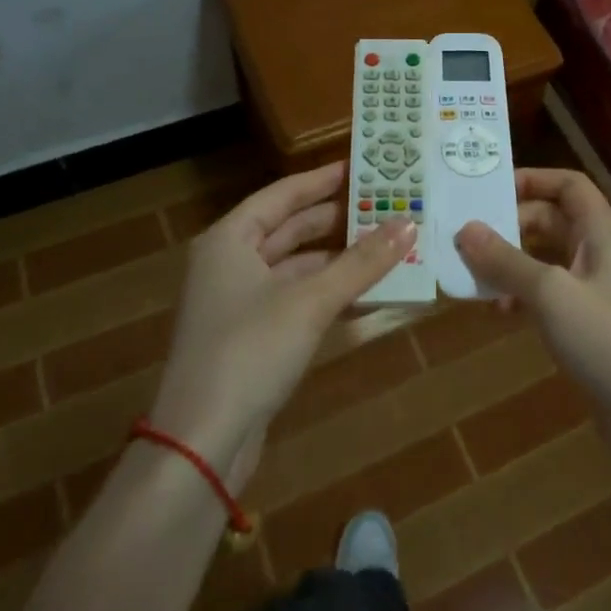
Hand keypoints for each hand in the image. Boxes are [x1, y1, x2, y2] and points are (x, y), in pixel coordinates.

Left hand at [149, 161, 414, 488]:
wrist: (202, 442)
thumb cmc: (250, 351)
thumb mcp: (310, 301)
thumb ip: (361, 262)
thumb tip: (408, 224)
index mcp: (230, 240)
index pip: (282, 195)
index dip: (321, 180)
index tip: (360, 167)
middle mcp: (229, 264)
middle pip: (288, 229)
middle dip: (336, 220)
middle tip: (384, 205)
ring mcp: (238, 303)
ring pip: (295, 267)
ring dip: (337, 259)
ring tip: (386, 246)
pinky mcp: (251, 337)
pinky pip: (296, 299)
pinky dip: (328, 292)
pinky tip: (365, 292)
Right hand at [454, 169, 610, 446]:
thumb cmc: (608, 341)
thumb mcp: (551, 293)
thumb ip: (506, 259)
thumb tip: (464, 229)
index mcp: (603, 233)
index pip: (569, 186)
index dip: (532, 179)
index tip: (487, 190)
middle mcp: (601, 255)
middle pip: (551, 221)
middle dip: (510, 227)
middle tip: (466, 240)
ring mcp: (596, 293)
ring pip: (546, 261)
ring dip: (510, 265)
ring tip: (473, 279)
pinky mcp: (589, 329)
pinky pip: (548, 297)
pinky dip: (522, 297)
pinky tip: (499, 314)